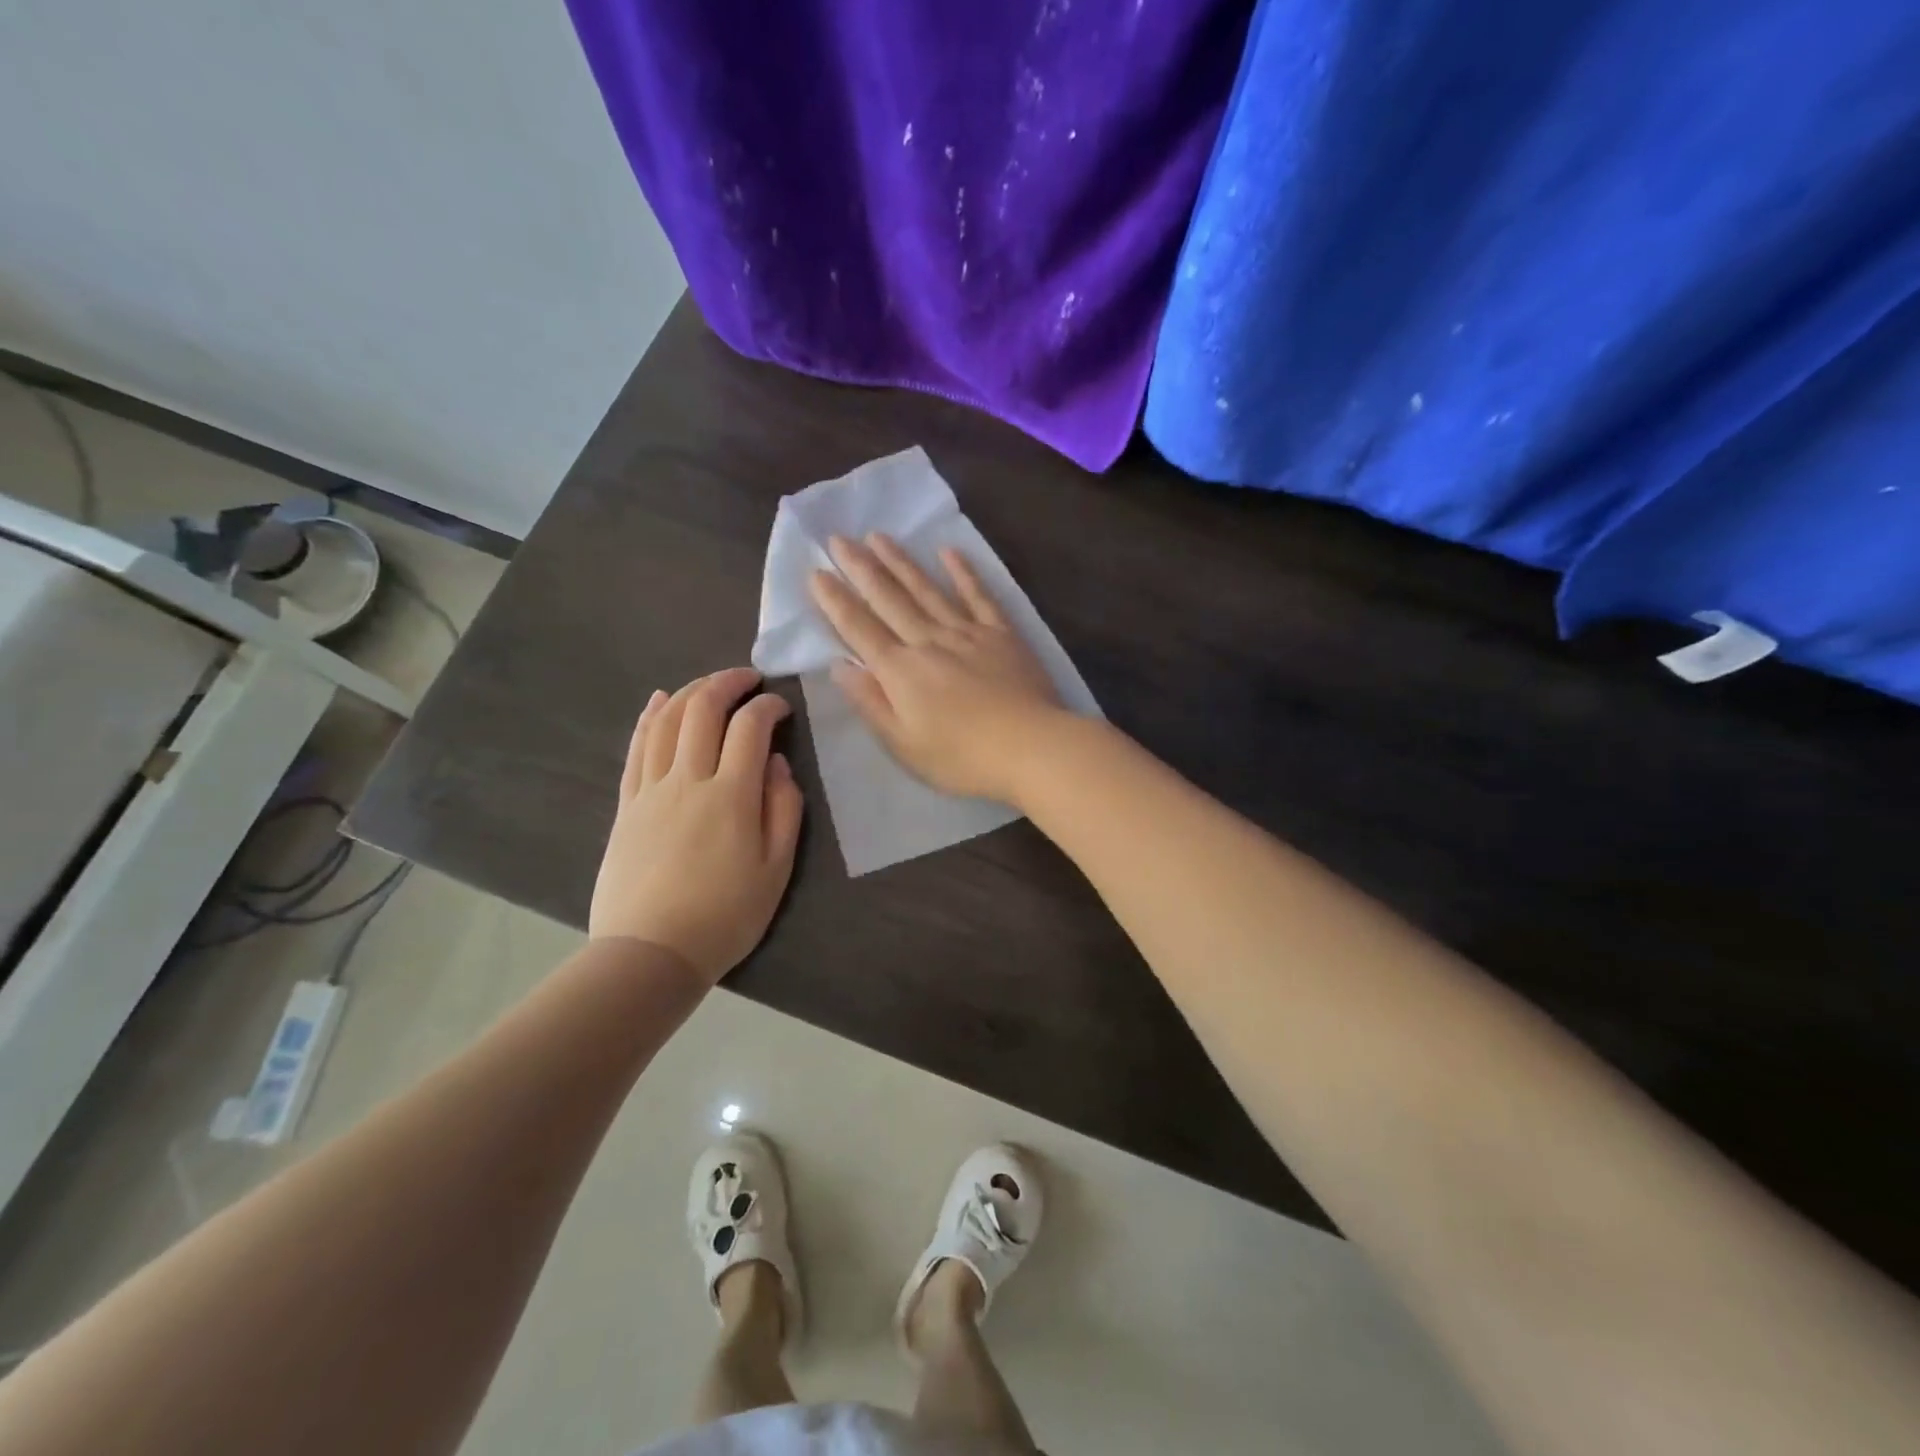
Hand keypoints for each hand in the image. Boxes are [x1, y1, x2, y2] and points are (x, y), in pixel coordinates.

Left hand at [589, 667, 803, 982]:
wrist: (650, 953)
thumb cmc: (725, 916)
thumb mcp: (776, 869)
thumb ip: (784, 809)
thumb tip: (777, 763)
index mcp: (731, 796)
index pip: (750, 728)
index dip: (768, 706)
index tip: (782, 707)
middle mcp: (688, 780)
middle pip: (702, 710)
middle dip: (727, 683)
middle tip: (748, 678)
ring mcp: (650, 790)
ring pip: (667, 721)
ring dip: (690, 691)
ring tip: (711, 684)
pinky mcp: (627, 804)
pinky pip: (637, 748)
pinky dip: (650, 717)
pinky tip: (659, 701)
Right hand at [808, 533, 1066, 803]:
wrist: (1031, 747)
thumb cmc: (962, 757)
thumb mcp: (904, 744)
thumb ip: (871, 702)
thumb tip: (840, 666)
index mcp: (900, 671)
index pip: (859, 628)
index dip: (835, 601)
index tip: (816, 572)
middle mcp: (929, 641)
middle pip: (889, 599)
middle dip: (860, 568)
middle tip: (838, 538)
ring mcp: (967, 632)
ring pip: (927, 589)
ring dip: (901, 562)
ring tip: (879, 536)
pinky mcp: (1002, 633)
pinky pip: (979, 596)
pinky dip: (963, 572)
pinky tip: (949, 551)